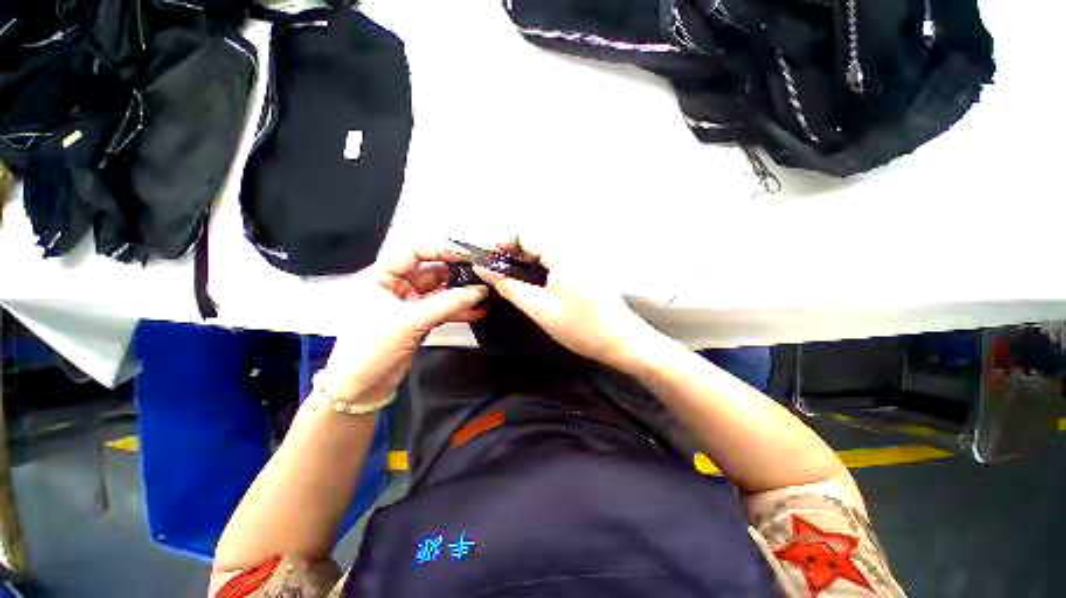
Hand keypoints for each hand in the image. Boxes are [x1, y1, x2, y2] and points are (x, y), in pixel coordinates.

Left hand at [319, 244, 487, 402]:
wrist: (361, 388)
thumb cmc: (372, 348)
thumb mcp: (410, 322)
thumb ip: (447, 304)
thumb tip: (480, 291)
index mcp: (380, 276)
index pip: (412, 251)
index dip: (439, 249)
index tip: (465, 255)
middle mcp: (395, 285)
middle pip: (430, 270)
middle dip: (456, 273)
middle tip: (482, 274)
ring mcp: (409, 303)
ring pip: (440, 291)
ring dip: (461, 294)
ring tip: (485, 293)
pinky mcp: (419, 319)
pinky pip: (442, 309)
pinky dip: (459, 310)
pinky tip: (478, 311)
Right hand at [473, 236, 660, 371]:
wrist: (622, 342)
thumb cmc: (580, 328)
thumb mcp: (539, 309)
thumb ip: (509, 286)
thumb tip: (483, 268)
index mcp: (563, 252)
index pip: (524, 232)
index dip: (500, 242)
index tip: (485, 260)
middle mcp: (574, 247)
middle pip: (535, 238)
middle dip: (510, 251)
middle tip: (494, 272)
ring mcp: (582, 256)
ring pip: (545, 248)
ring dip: (523, 258)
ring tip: (508, 277)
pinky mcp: (586, 267)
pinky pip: (556, 257)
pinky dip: (538, 264)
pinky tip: (531, 281)